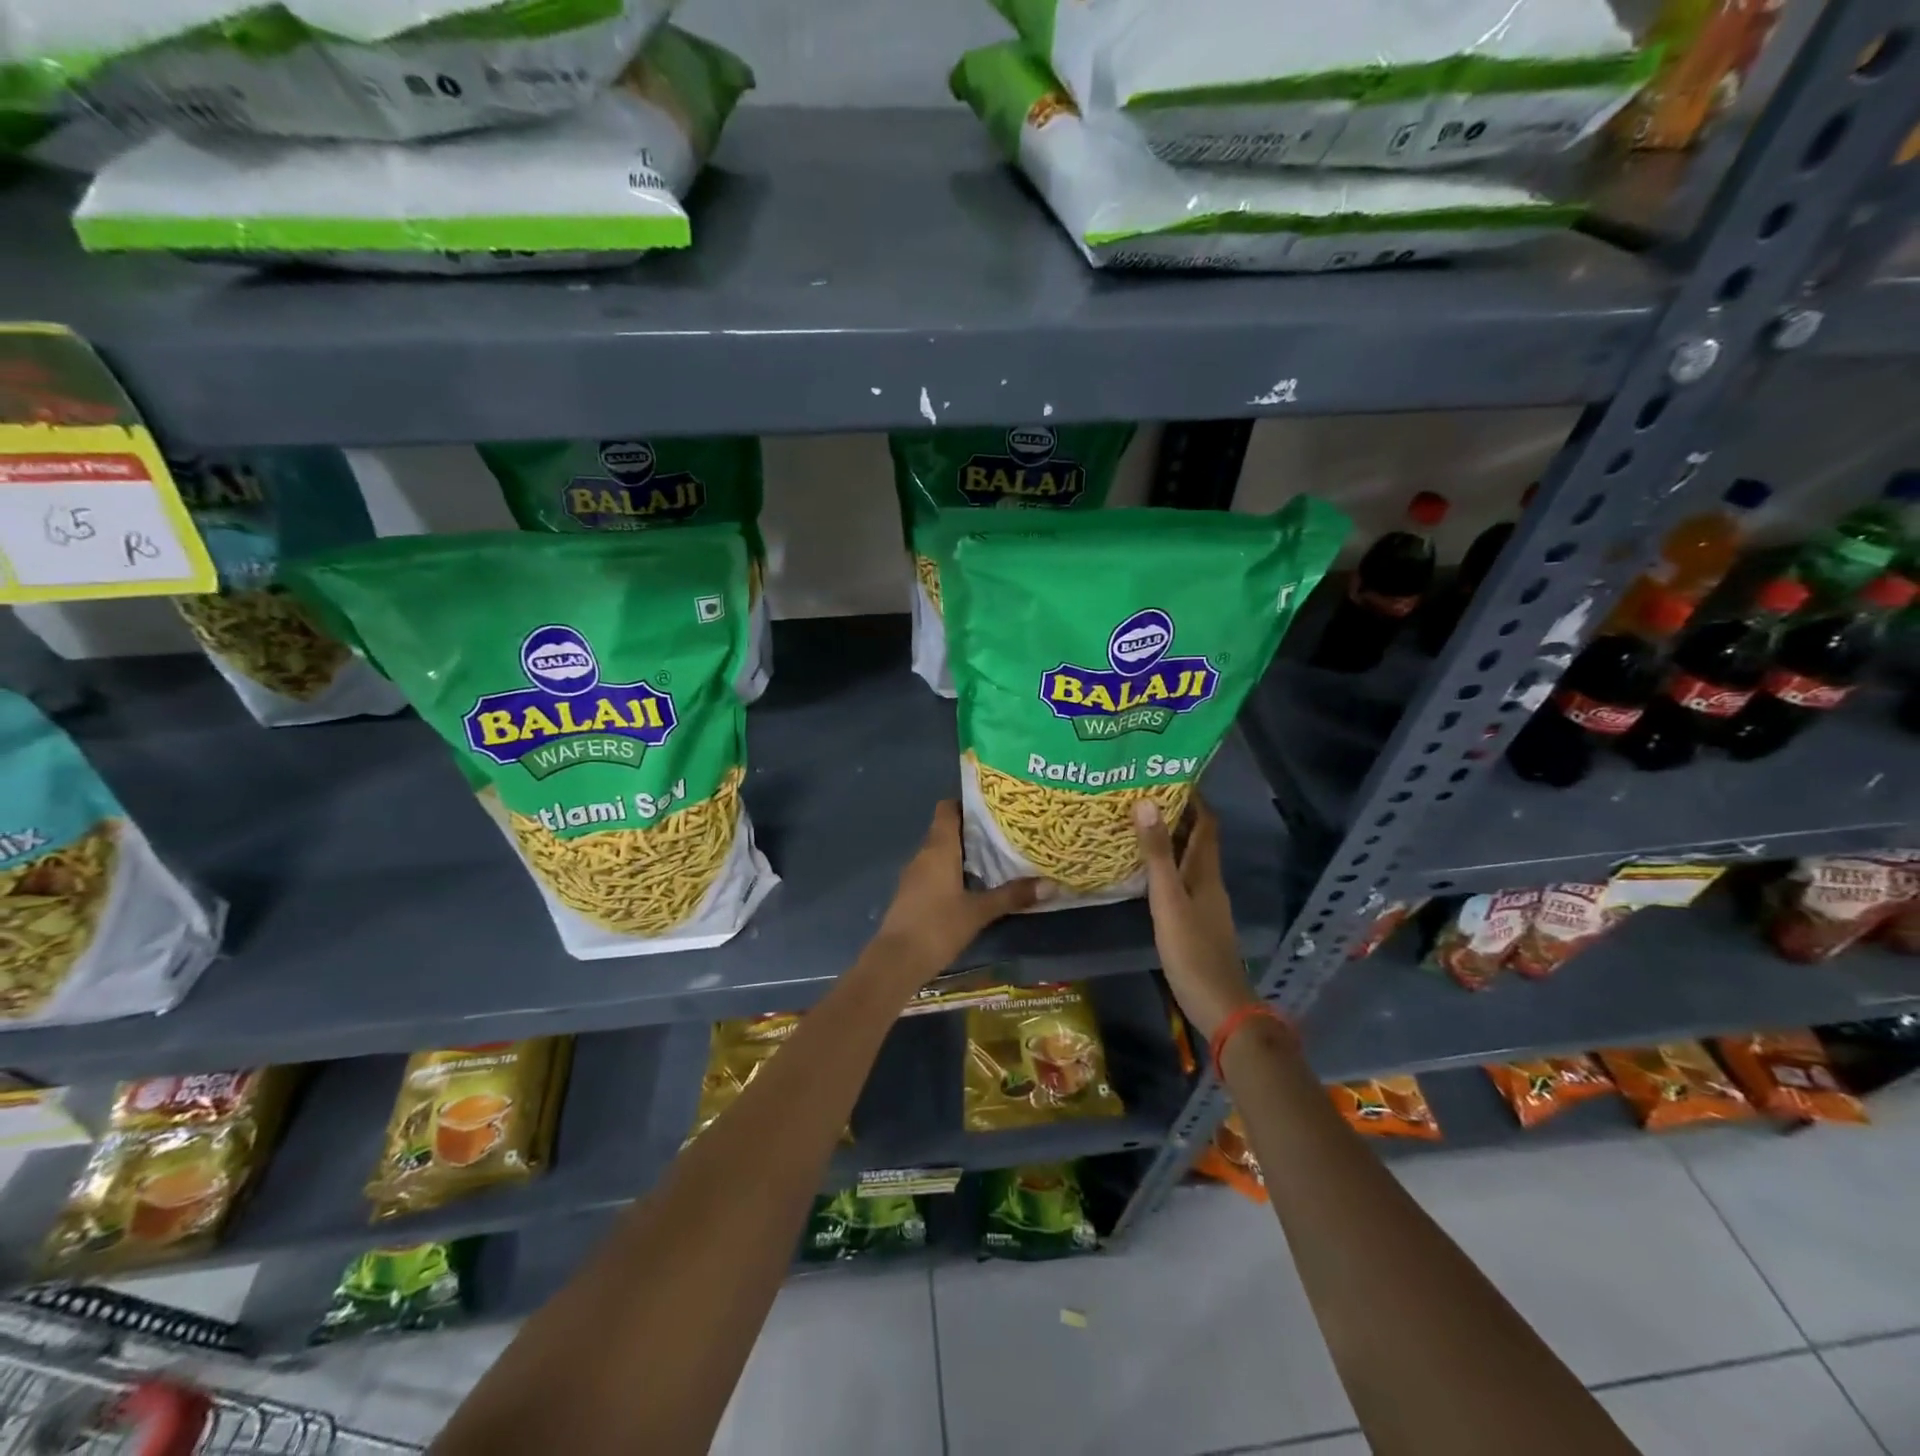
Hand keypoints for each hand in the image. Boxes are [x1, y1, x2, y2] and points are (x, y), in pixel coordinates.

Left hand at [871, 801, 1051, 984]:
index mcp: (938, 848)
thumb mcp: (979, 912)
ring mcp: (915, 875)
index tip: (993, 807)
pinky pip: (935, 871)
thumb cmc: (937, 927)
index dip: (967, 803)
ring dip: (964, 853)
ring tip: (996, 857)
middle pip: (947, 829)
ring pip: (941, 852)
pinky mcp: (912, 894)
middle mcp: (924, 854)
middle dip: (973, 830)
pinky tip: (974, 885)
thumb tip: (1050, 884)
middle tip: (1005, 833)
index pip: (947, 808)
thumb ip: (1012, 896)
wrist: (896, 961)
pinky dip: (953, 872)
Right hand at [1134, 797, 1257, 1039]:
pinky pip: (1180, 879)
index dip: (1193, 798)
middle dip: (1175, 815)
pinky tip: (1141, 870)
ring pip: (1187, 859)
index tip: (1168, 775)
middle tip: (1141, 795)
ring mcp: (1203, 901)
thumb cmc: (1192, 949)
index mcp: (1206, 871)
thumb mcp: (1168, 899)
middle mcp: (1208, 880)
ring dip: (1167, 840)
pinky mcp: (1195, 919)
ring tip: (1136, 824)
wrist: (1217, 1003)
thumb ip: (1156, 854)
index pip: (1206, 823)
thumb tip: (1146, 802)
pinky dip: (1164, 866)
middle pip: (1196, 838)